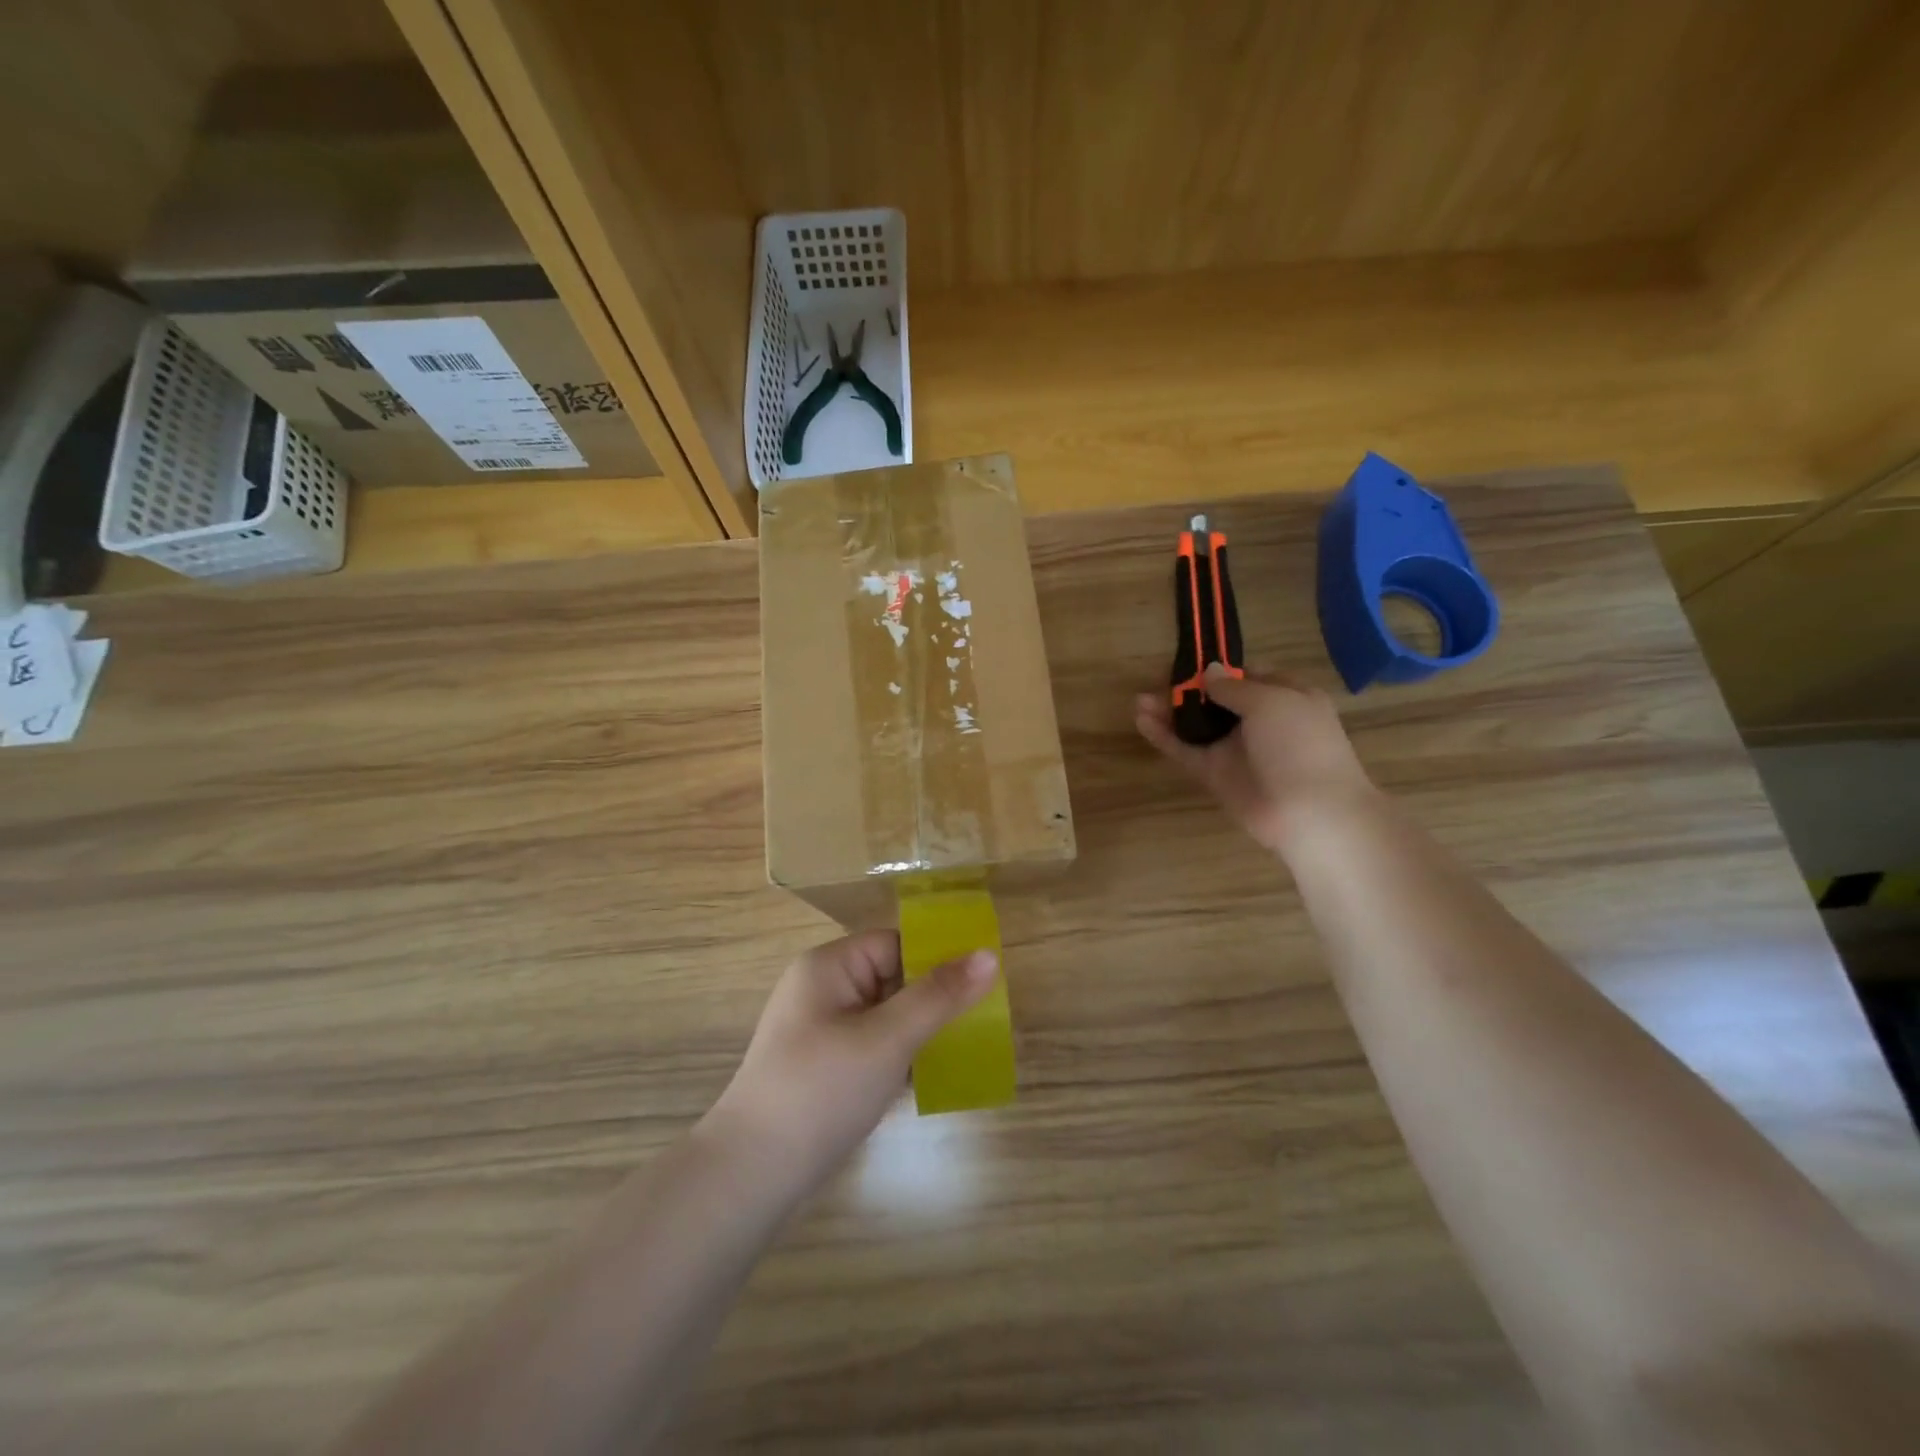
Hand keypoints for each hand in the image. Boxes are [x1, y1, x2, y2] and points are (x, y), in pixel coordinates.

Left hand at [709, 931, 996, 1187]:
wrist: (752, 1176)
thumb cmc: (821, 1091)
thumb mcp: (888, 1039)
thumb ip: (939, 996)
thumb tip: (989, 955)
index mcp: (830, 966)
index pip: (896, 944)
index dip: (938, 958)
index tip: (984, 982)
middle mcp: (822, 989)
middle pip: (893, 977)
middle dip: (934, 999)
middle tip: (983, 1020)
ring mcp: (821, 1030)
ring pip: (886, 1015)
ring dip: (921, 1031)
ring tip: (966, 1049)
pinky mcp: (824, 1067)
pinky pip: (873, 1046)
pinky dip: (901, 1057)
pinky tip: (931, 1078)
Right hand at [1135, 664, 1378, 855]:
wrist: (1311, 813)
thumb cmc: (1299, 745)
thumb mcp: (1271, 701)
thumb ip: (1233, 686)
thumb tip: (1208, 671)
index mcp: (1285, 697)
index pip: (1247, 675)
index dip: (1219, 669)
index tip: (1189, 662)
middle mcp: (1259, 722)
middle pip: (1215, 700)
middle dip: (1186, 690)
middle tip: (1155, 681)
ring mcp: (1235, 750)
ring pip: (1197, 725)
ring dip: (1169, 711)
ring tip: (1139, 701)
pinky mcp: (1216, 775)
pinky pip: (1186, 751)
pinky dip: (1164, 737)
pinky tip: (1142, 721)